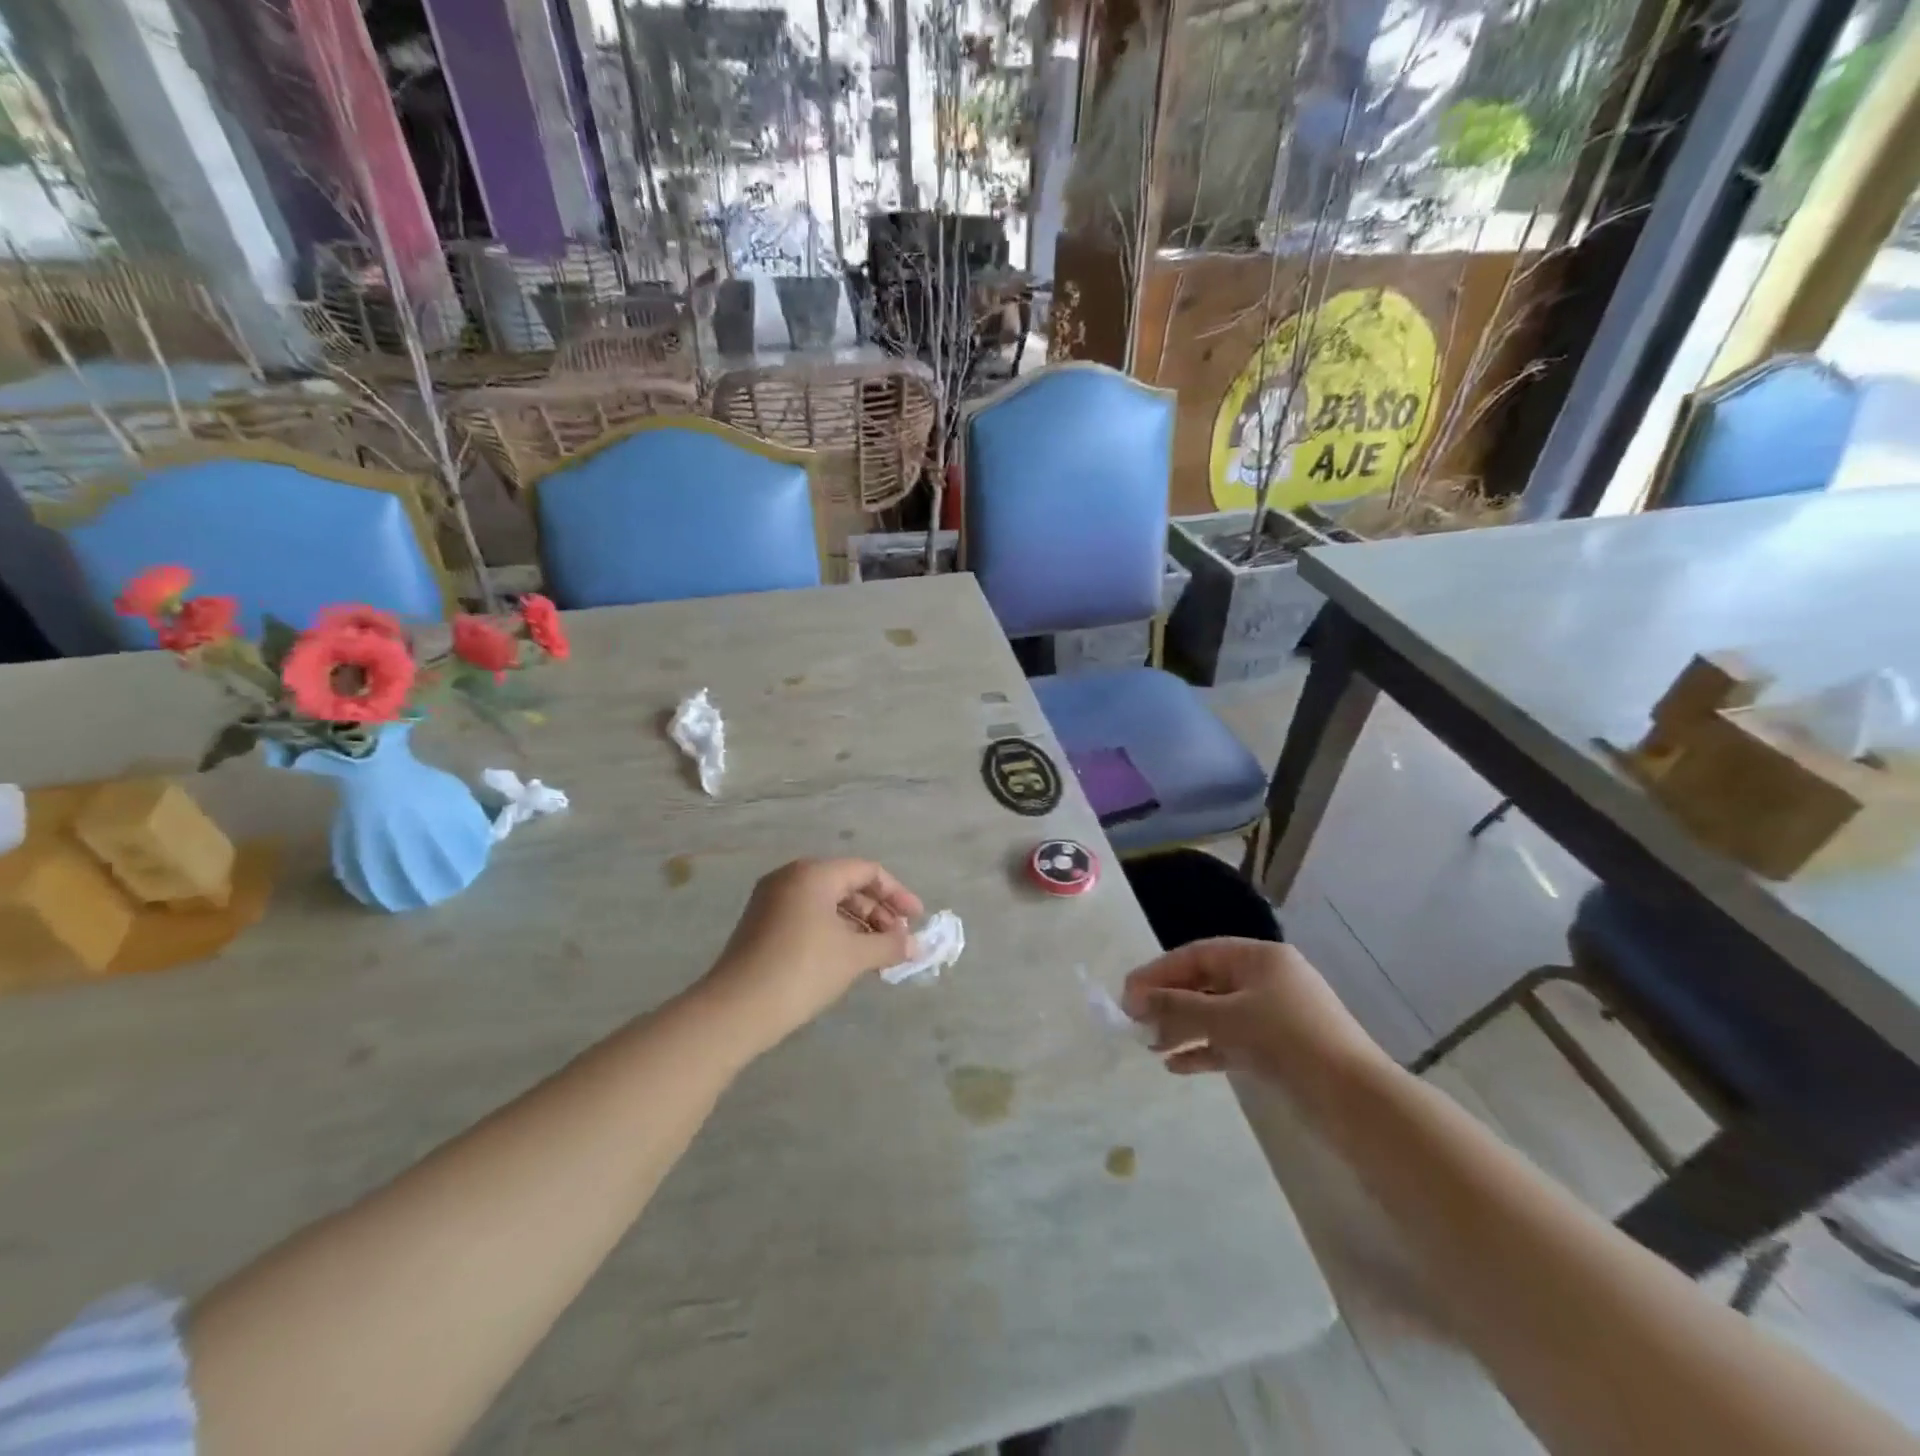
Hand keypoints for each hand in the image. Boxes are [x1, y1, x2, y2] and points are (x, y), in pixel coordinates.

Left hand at [700, 858, 923, 1051]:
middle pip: (847, 885)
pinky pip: (809, 917)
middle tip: (899, 941)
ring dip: (859, 925)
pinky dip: (835, 932)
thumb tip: (916, 946)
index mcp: (813, 874)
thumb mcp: (853, 956)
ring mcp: (772, 901)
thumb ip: (890, 945)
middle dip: (878, 912)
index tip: (917, 920)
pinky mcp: (762, 925)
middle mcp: (791, 878)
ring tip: (879, 955)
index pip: (867, 871)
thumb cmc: (802, 971)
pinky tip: (849, 959)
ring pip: (828, 904)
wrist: (735, 1010)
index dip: (897, 894)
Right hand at [1121, 938, 1387, 1100]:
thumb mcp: (1226, 1018)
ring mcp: (1275, 1015)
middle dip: (1169, 1003)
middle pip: (1206, 983)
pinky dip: (1205, 1050)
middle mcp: (1267, 979)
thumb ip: (1177, 1006)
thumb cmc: (1287, 1041)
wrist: (1357, 1102)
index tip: (1127, 995)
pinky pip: (1232, 1041)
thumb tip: (1135, 999)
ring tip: (1151, 1047)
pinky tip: (1178, 1066)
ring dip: (1183, 1029)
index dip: (1159, 972)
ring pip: (1217, 1014)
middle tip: (1134, 1023)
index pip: (1197, 955)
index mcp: (1259, 958)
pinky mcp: (1280, 1050)